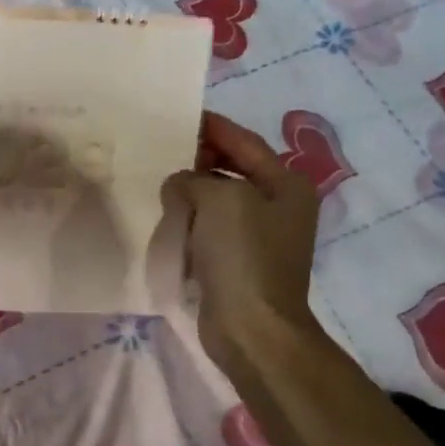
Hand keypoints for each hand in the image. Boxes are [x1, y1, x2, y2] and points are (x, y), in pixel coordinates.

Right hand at [162, 111, 324, 375]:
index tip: (180, 117)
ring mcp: (260, 236)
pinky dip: (191, 219)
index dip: (213, 128)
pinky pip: (211, 228)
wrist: (251, 328)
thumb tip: (180, 185)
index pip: (245, 143)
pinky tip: (168, 217)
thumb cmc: (243, 255)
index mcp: (286, 185)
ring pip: (219, 200)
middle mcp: (278, 206)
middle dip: (200, 159)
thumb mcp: (218, 199)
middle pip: (234, 169)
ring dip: (192, 191)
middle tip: (162, 150)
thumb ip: (194, 179)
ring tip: (158, 181)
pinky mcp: (239, 262)